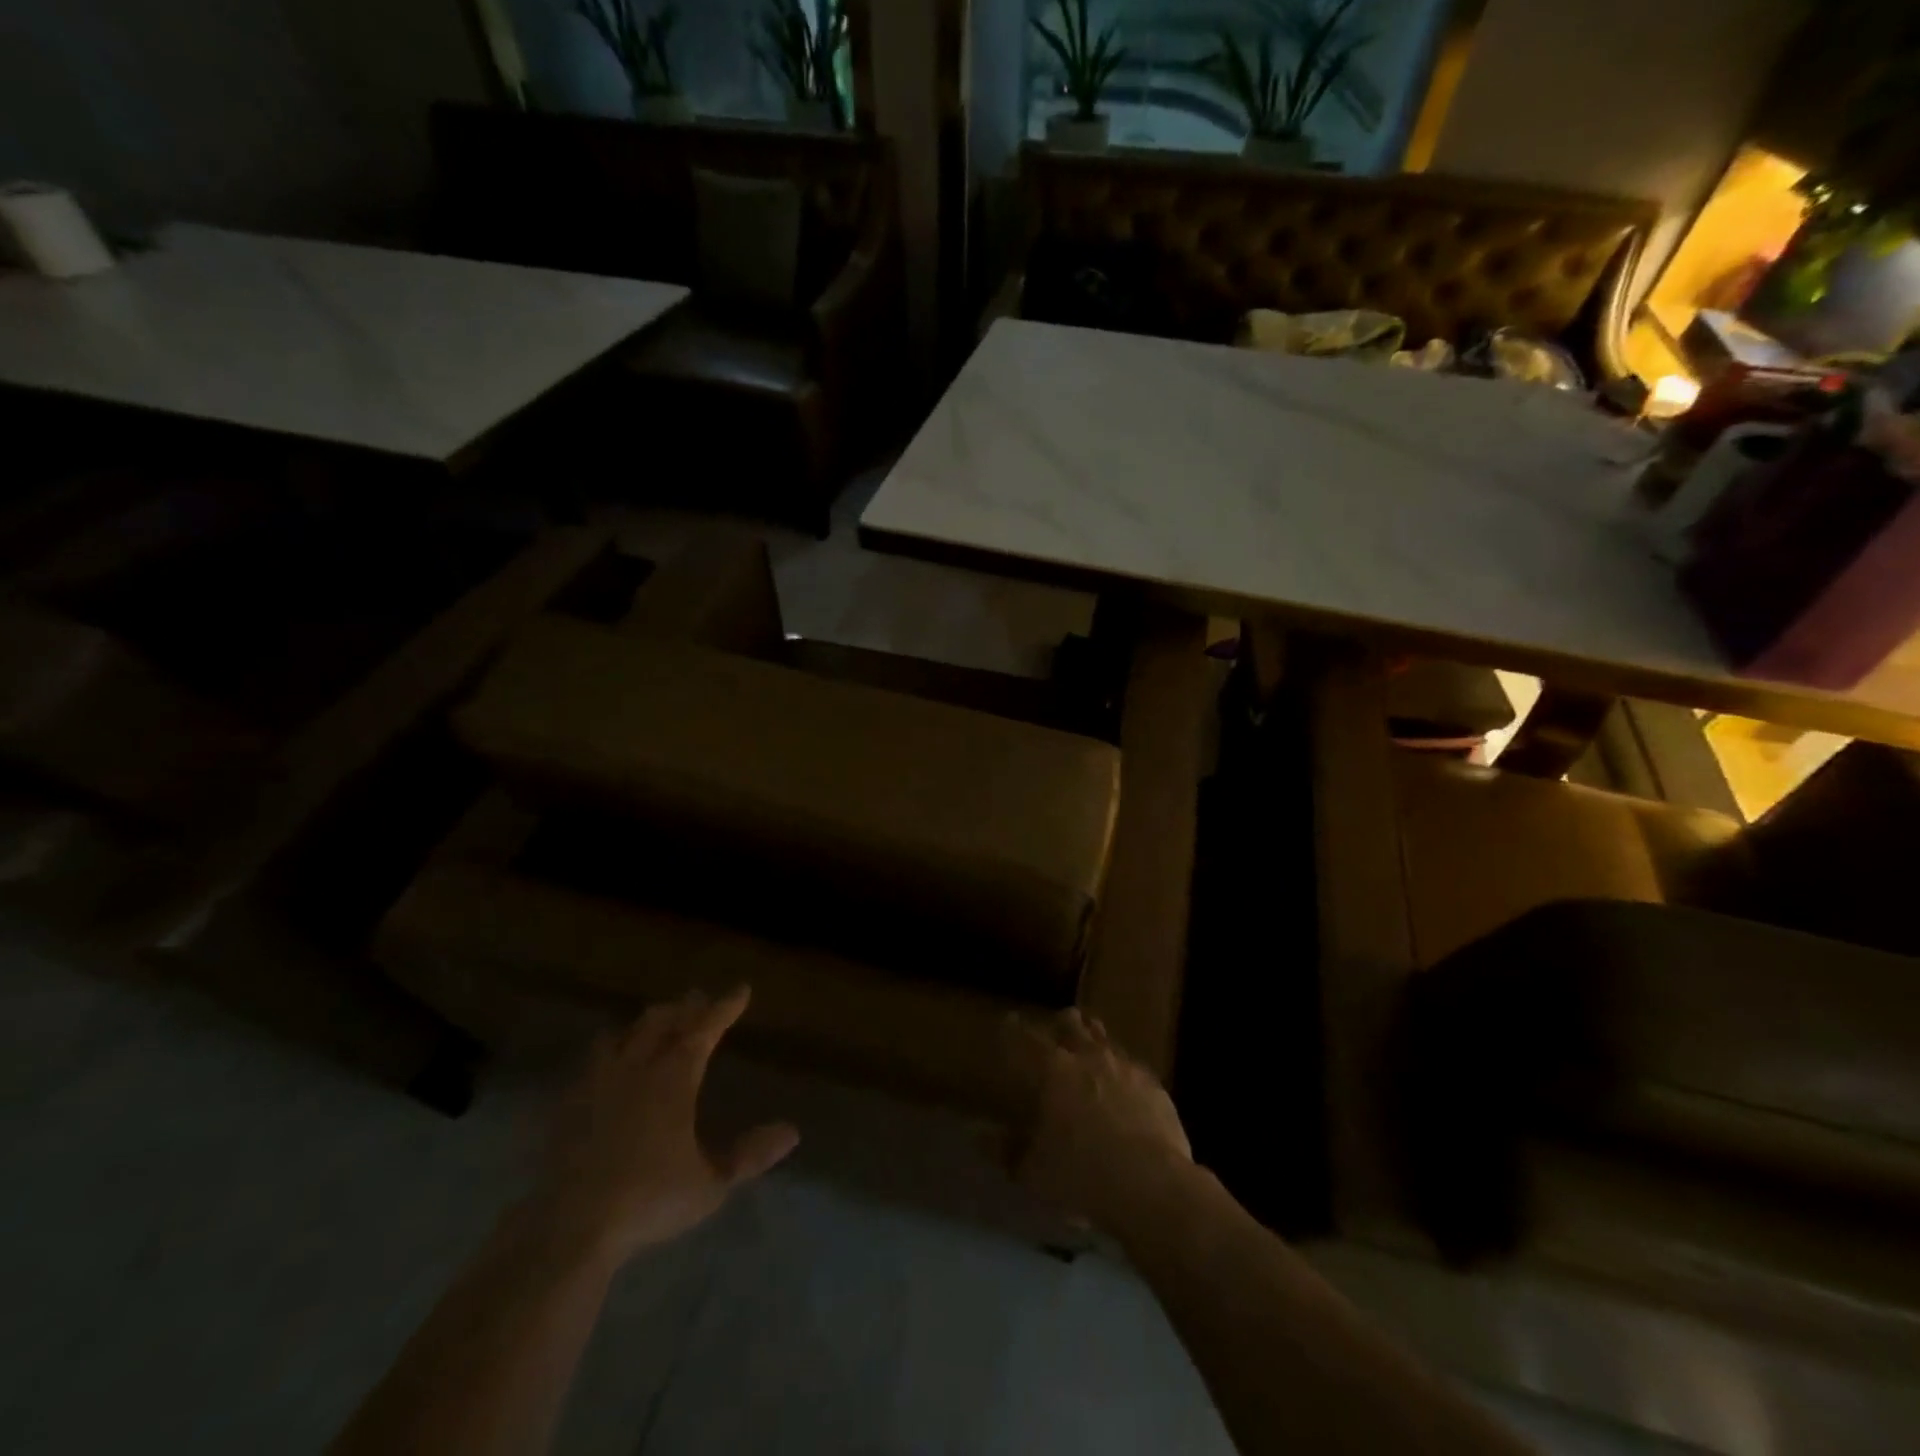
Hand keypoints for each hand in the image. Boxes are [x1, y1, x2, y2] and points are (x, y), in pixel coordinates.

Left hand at [529, 987, 798, 1265]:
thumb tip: (792, 1131)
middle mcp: (637, 1069)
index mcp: (673, 1078)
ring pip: (624, 1034)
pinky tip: (609, 1063)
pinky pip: (592, 1061)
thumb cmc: (649, 1200)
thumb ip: (749, 1156)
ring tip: (656, 1022)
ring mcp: (597, 1083)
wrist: (570, 1228)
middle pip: (661, 1022)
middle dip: (685, 1008)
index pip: (704, 1029)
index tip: (741, 989)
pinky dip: (610, 1050)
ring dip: (645, 1023)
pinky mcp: (568, 1105)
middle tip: (699, 999)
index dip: (724, 1007)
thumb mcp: (711, 1184)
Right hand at [1003, 1009, 1191, 1229]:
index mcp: (1053, 1071)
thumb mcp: (1033, 1171)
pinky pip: (1132, 1066)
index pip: (1027, 1039)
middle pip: (1072, 1024)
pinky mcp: (1154, 1086)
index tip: (1010, 1021)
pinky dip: (1121, 1069)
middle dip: (1061, 1023)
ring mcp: (1125, 1068)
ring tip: (1088, 1047)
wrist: (1152, 1186)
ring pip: (1105, 1038)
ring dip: (1093, 1039)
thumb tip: (976, 1135)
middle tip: (1055, 1028)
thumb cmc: (1082, 1175)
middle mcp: (1089, 1057)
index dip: (1015, 1029)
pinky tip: (1123, 1084)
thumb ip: (1005, 1150)